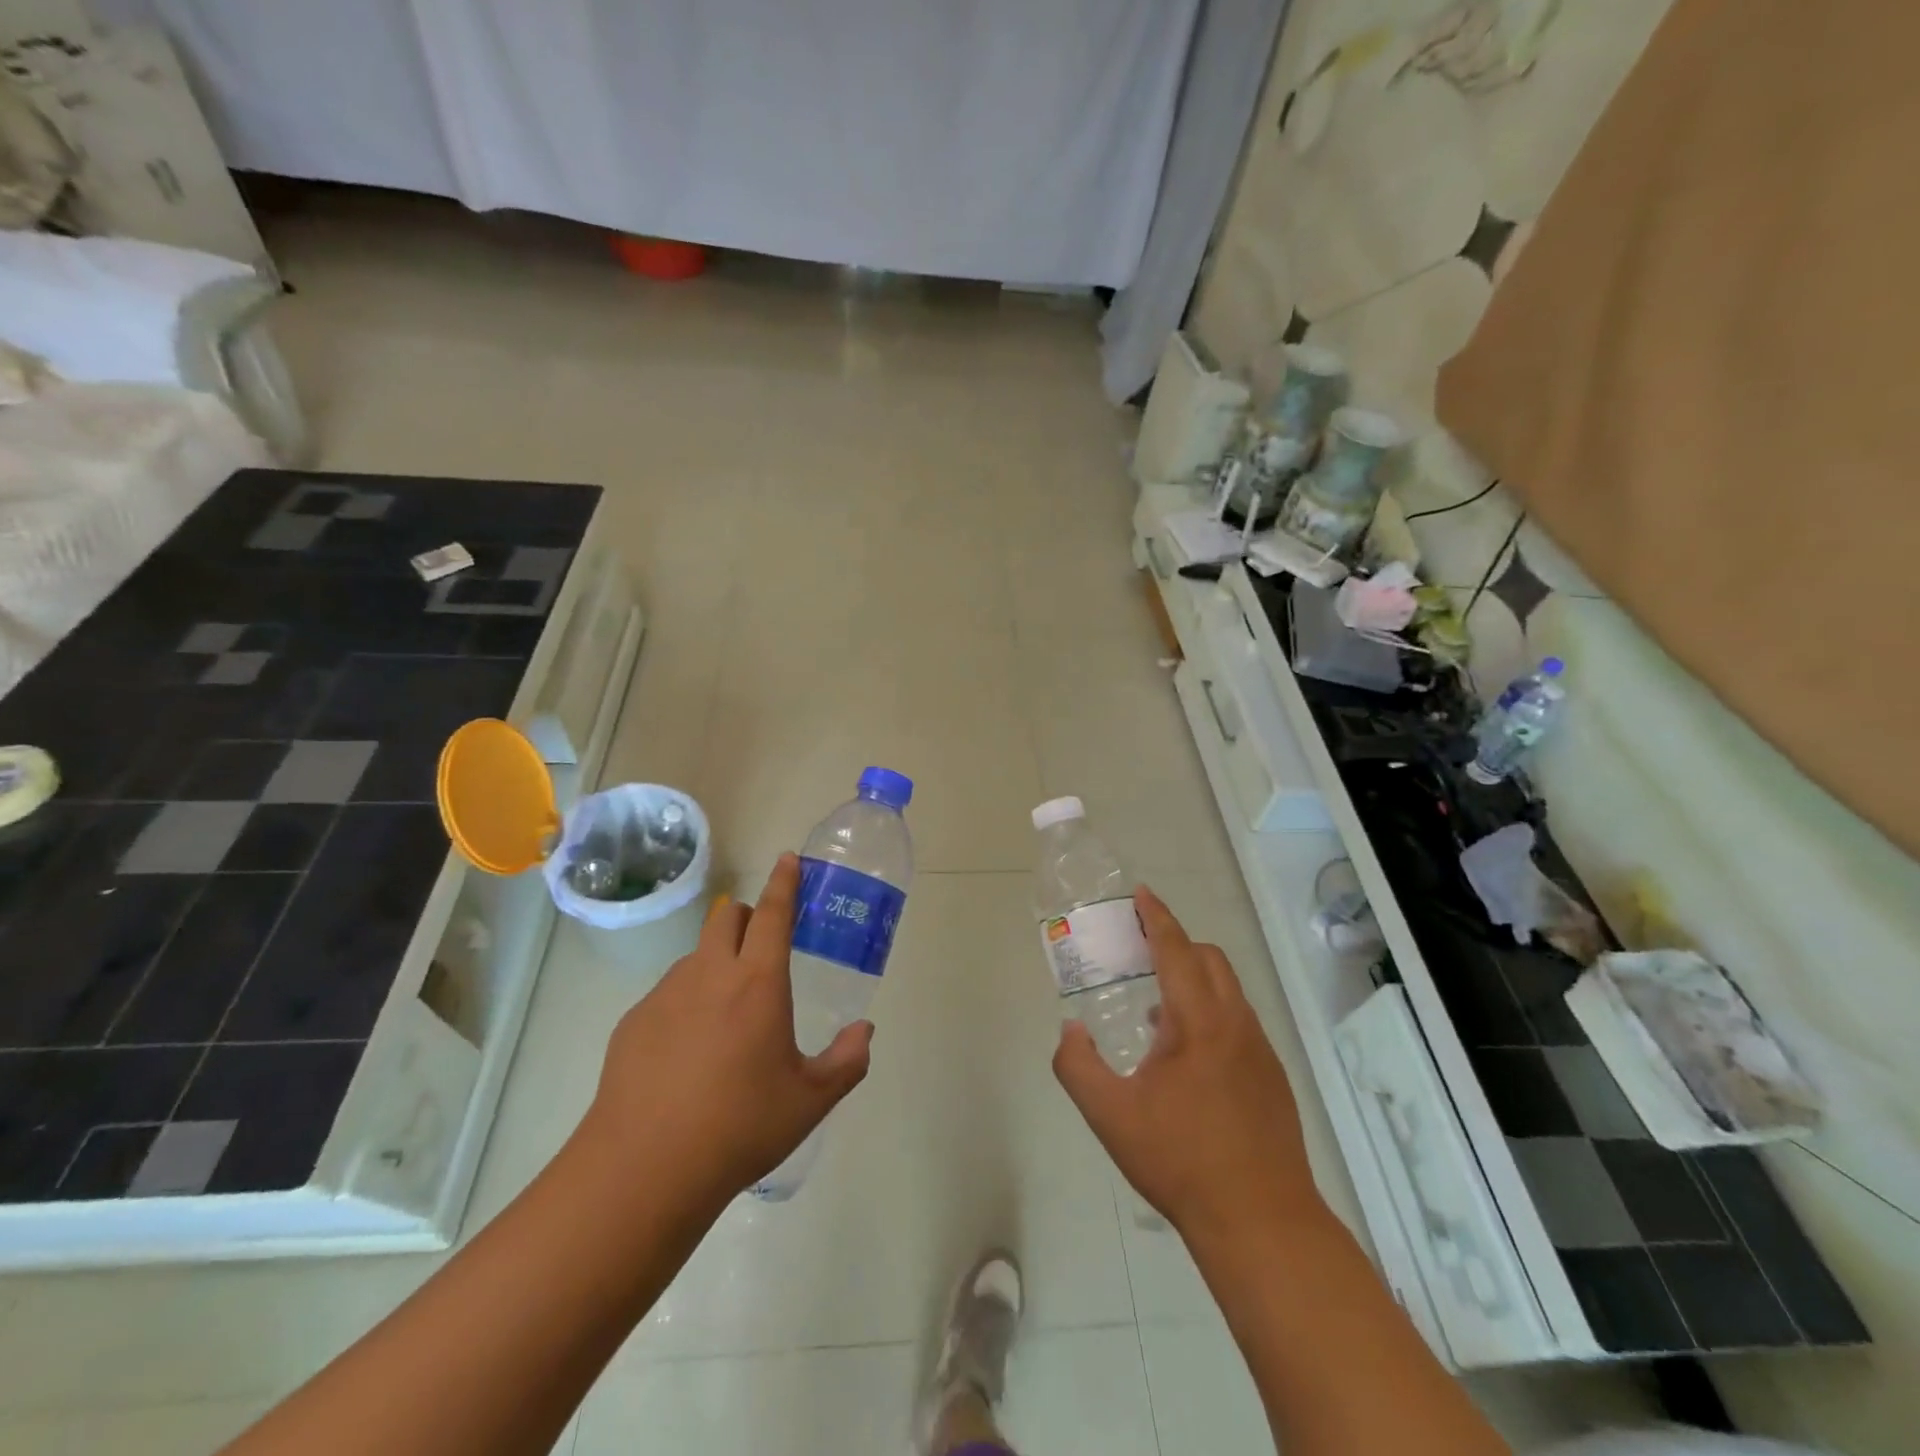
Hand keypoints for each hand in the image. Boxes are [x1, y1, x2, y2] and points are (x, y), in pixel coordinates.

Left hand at [577, 854, 873, 1204]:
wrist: (644, 1169)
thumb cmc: (739, 1126)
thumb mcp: (810, 1100)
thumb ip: (847, 1060)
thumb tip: (864, 1031)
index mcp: (758, 982)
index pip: (774, 913)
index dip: (784, 882)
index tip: (788, 859)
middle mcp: (710, 974)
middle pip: (727, 917)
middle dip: (747, 915)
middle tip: (761, 944)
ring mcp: (665, 995)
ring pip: (696, 956)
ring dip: (716, 962)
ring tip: (725, 1016)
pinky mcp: (633, 1022)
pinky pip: (668, 993)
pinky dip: (686, 1002)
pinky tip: (687, 1053)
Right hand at [1053, 887, 1323, 1243]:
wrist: (1261, 1221)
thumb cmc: (1180, 1160)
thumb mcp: (1110, 1115)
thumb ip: (1076, 1065)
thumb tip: (1070, 1031)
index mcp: (1198, 1021)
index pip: (1176, 949)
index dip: (1156, 917)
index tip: (1141, 893)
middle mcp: (1234, 1023)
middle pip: (1209, 959)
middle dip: (1176, 942)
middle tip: (1140, 948)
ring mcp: (1259, 1050)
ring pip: (1227, 991)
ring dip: (1193, 980)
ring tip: (1155, 1007)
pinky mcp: (1271, 1077)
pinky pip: (1237, 1021)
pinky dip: (1209, 1012)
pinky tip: (1184, 1056)